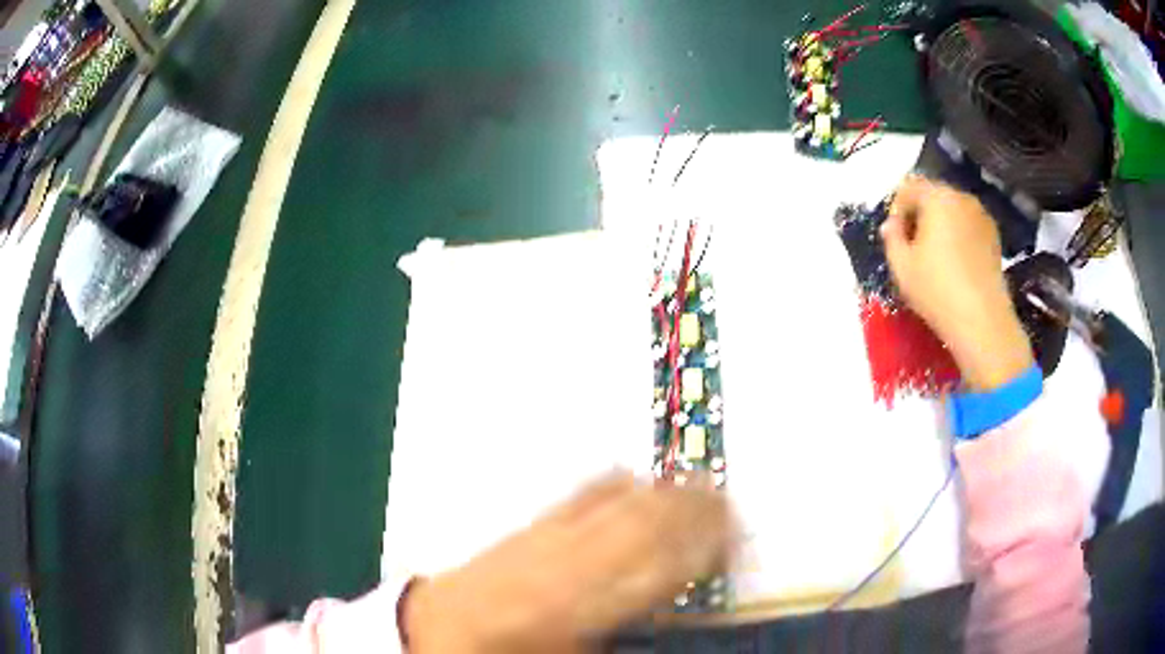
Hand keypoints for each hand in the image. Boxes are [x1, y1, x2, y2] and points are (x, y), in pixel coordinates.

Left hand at [405, 472, 734, 652]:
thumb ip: (631, 631)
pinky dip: (612, 483)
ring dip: (662, 491)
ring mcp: (545, 535)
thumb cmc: (511, 653)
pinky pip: (577, 495)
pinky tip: (632, 477)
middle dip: (691, 510)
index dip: (698, 551)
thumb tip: (675, 611)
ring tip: (698, 483)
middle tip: (728, 502)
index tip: (730, 539)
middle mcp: (566, 561)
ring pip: (616, 503)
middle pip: (641, 524)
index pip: (654, 567)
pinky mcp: (530, 525)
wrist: (446, 627)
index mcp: (579, 603)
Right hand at [881, 176, 1032, 389]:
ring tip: (936, 258)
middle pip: (933, 196)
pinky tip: (956, 266)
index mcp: (936, 197)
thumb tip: (891, 225)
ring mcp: (982, 217)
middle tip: (913, 248)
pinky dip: (959, 237)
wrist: (983, 322)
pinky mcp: (995, 238)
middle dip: (920, 216)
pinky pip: (969, 227)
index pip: (908, 188)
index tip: (895, 238)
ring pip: (953, 212)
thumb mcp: (901, 266)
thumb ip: (891, 238)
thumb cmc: (937, 291)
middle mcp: (961, 198)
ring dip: (941, 227)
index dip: (897, 210)